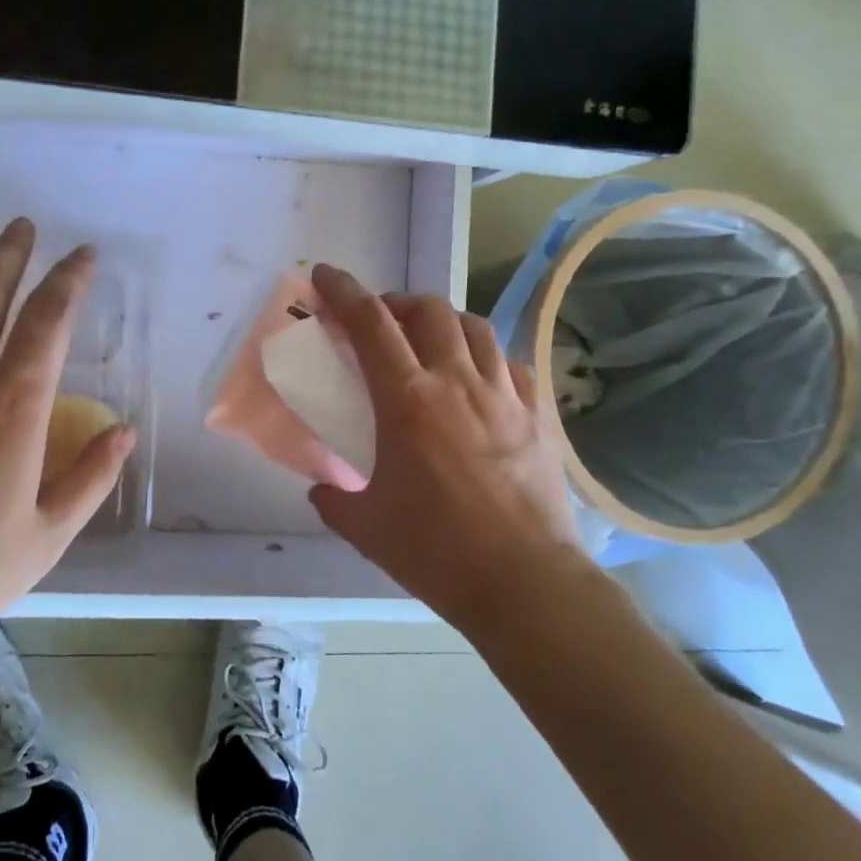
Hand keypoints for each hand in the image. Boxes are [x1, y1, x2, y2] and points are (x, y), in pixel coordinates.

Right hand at [307, 264, 589, 634]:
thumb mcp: (365, 527)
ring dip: (442, 320)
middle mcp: (456, 382)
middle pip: (427, 310)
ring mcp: (504, 394)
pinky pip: (509, 361)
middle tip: (378, 319)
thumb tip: (322, 486)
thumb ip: (334, 498)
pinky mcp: (537, 415)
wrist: (526, 584)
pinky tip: (477, 376)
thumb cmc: (437, 552)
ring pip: (473, 326)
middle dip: (395, 301)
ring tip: (428, 339)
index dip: (344, 291)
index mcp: (408, 401)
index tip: (326, 276)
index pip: (371, 324)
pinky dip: (484, 354)